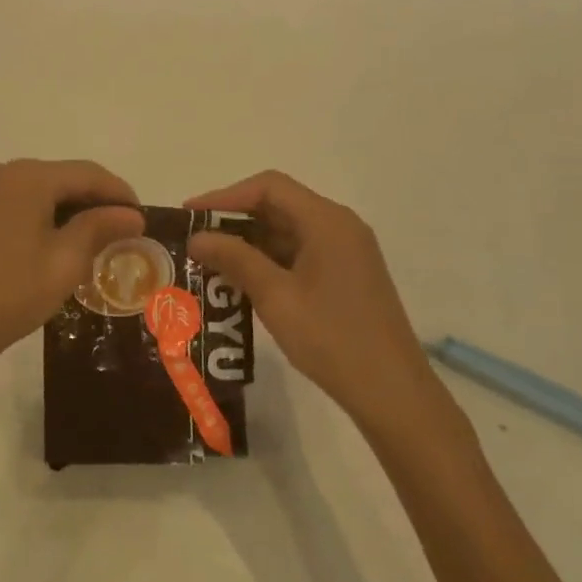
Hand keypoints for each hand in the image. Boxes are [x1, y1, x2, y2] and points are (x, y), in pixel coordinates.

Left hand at [0, 160, 143, 388]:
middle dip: (93, 200)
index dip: (119, 193)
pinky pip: (14, 203)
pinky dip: (39, 215)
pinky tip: (51, 241)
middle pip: (61, 177)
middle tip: (120, 230)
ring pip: (37, 190)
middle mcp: (2, 173)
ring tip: (91, 238)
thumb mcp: (66, 261)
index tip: (141, 218)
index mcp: (29, 177)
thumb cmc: (14, 292)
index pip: (87, 173)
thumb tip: (131, 214)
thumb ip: (100, 227)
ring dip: (67, 208)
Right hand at [186, 171, 451, 438]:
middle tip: (194, 238)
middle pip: (279, 205)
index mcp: (327, 221)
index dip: (225, 196)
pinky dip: (268, 260)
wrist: (392, 393)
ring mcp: (346, 251)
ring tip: (209, 260)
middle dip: (233, 219)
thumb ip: (235, 259)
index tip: (190, 214)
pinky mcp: (346, 275)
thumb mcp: (275, 297)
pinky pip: (299, 253)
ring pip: (288, 231)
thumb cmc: (332, 339)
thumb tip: (197, 237)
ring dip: (248, 242)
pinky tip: (241, 280)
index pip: (269, 187)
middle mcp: (339, 227)